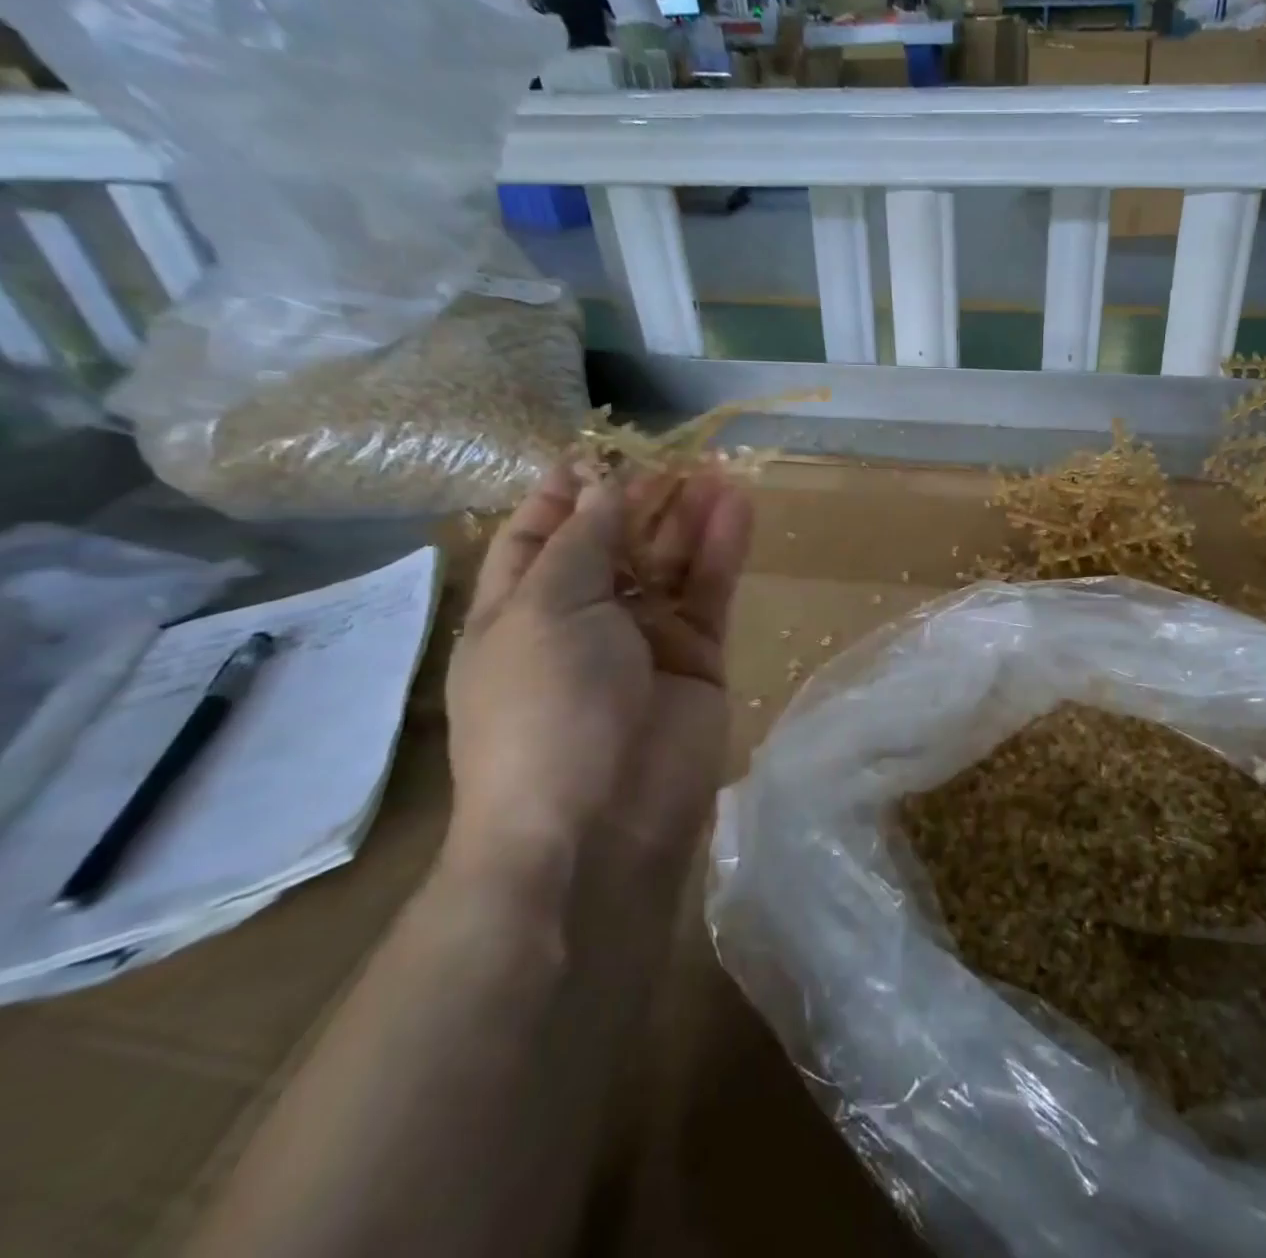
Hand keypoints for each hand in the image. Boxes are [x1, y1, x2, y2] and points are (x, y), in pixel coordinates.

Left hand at [445, 468, 752, 885]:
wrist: (600, 823)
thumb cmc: (545, 710)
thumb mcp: (544, 611)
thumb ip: (583, 543)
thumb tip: (604, 486)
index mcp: (520, 611)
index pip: (538, 537)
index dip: (565, 493)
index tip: (598, 450)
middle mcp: (583, 621)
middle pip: (615, 543)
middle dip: (641, 497)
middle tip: (675, 454)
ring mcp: (645, 640)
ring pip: (670, 563)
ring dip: (689, 516)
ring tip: (719, 469)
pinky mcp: (698, 658)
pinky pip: (711, 593)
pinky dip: (723, 550)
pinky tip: (738, 507)